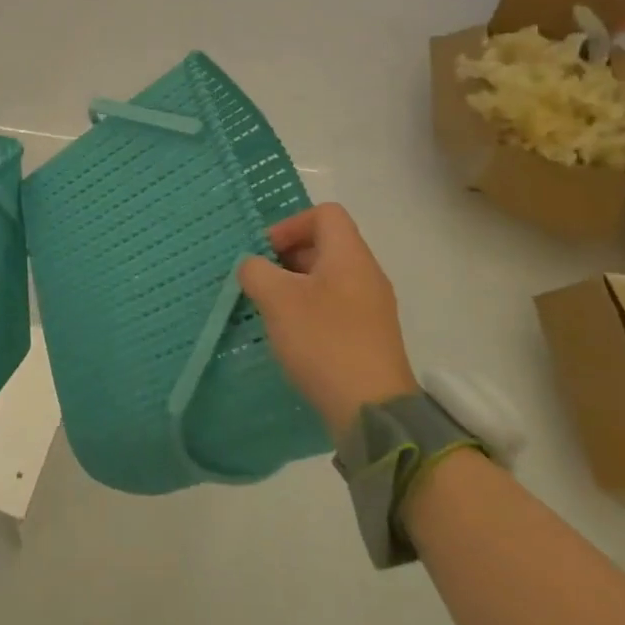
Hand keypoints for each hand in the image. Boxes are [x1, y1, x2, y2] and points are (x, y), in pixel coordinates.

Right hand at [236, 204, 417, 439]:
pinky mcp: (369, 336)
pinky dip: (310, 310)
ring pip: (328, 277)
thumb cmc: (323, 341)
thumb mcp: (277, 299)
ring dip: (295, 286)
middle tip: (261, 282)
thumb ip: (256, 271)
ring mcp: (372, 306)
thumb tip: (252, 267)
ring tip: (270, 310)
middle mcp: (366, 274)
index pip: (324, 213)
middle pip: (325, 244)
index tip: (266, 253)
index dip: (290, 224)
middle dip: (287, 257)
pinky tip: (292, 335)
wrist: (372, 410)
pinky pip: (336, 305)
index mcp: (350, 255)